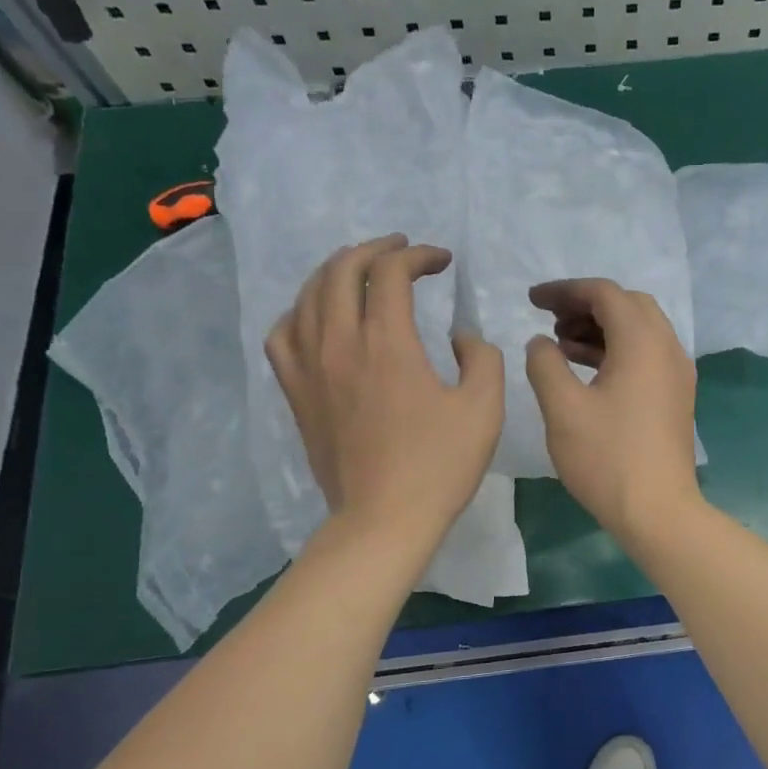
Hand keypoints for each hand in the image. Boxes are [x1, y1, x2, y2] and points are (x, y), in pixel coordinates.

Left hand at [267, 235, 501, 545]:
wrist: (385, 518)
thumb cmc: (439, 465)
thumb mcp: (485, 408)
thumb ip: (481, 357)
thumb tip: (459, 337)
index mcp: (387, 343)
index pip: (392, 272)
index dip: (419, 256)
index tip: (442, 263)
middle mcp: (339, 343)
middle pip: (342, 270)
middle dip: (375, 250)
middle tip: (401, 251)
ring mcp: (310, 368)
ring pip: (308, 295)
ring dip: (336, 272)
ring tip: (360, 273)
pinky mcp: (296, 393)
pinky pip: (282, 334)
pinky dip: (300, 312)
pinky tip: (317, 318)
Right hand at [525, 278, 701, 540]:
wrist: (658, 511)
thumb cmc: (607, 458)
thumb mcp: (563, 409)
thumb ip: (545, 364)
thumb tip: (540, 343)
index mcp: (642, 342)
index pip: (604, 293)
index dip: (565, 290)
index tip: (531, 300)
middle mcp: (667, 348)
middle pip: (628, 305)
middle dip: (586, 305)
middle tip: (550, 321)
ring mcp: (677, 374)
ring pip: (640, 331)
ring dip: (601, 328)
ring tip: (561, 345)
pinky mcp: (676, 397)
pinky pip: (647, 356)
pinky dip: (617, 351)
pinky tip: (587, 371)